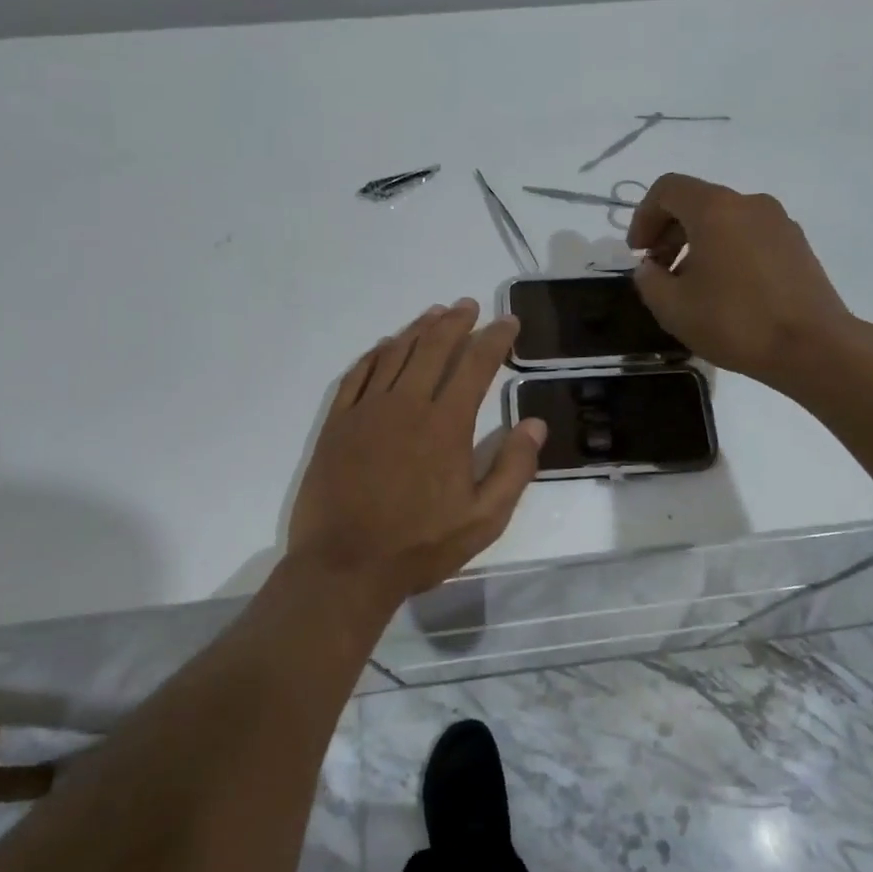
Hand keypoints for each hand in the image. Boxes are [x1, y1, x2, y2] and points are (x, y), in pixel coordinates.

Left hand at [287, 300, 545, 604]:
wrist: (345, 565)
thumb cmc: (420, 545)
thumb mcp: (484, 519)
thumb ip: (514, 468)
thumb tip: (535, 423)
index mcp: (446, 424)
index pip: (476, 365)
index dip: (495, 339)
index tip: (508, 322)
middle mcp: (406, 404)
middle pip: (434, 347)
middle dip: (455, 322)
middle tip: (469, 306)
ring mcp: (367, 410)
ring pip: (396, 354)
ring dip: (418, 329)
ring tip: (435, 314)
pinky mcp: (338, 423)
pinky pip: (358, 374)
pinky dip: (376, 354)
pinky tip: (385, 346)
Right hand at [627, 173, 860, 392]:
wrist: (813, 347)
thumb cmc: (735, 322)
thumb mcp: (672, 308)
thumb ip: (649, 280)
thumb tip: (650, 268)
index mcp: (715, 209)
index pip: (668, 189)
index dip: (643, 217)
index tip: (638, 253)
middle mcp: (749, 203)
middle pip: (697, 202)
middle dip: (669, 231)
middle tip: (658, 271)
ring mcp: (779, 222)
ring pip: (725, 219)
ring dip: (698, 243)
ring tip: (691, 285)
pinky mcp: (797, 245)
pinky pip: (749, 235)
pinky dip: (727, 251)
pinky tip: (726, 291)